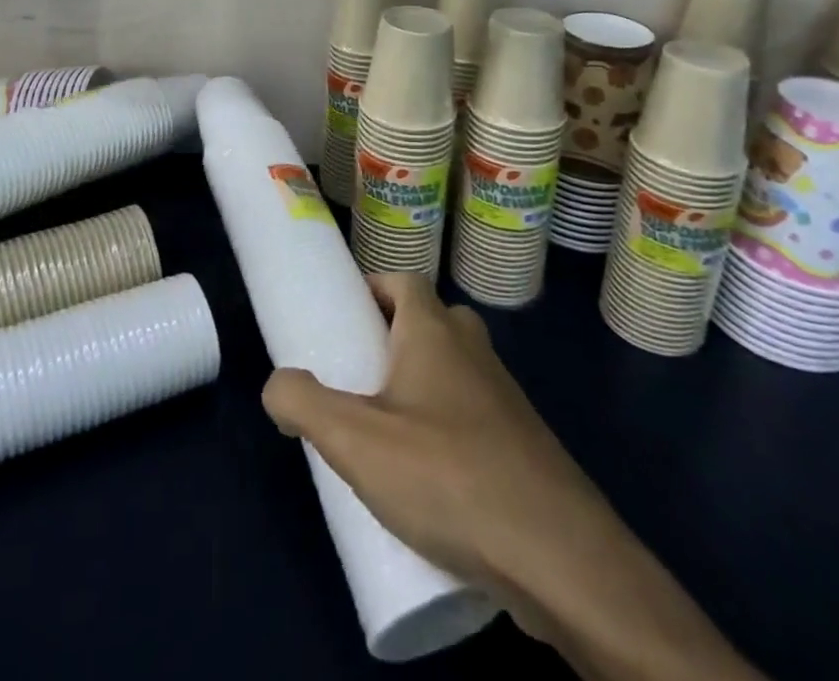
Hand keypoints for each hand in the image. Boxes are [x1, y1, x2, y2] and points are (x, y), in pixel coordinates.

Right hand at [262, 277, 760, 679]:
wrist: (561, 559)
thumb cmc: (449, 476)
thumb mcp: (355, 440)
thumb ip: (303, 402)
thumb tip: (277, 385)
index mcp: (436, 330)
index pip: (402, 280)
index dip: (371, 289)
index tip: (342, 318)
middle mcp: (474, 350)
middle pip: (428, 322)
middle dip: (390, 340)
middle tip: (355, 376)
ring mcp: (507, 398)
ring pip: (454, 372)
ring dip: (420, 388)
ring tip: (383, 433)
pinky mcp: (525, 447)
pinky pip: (475, 418)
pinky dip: (448, 429)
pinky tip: (429, 482)